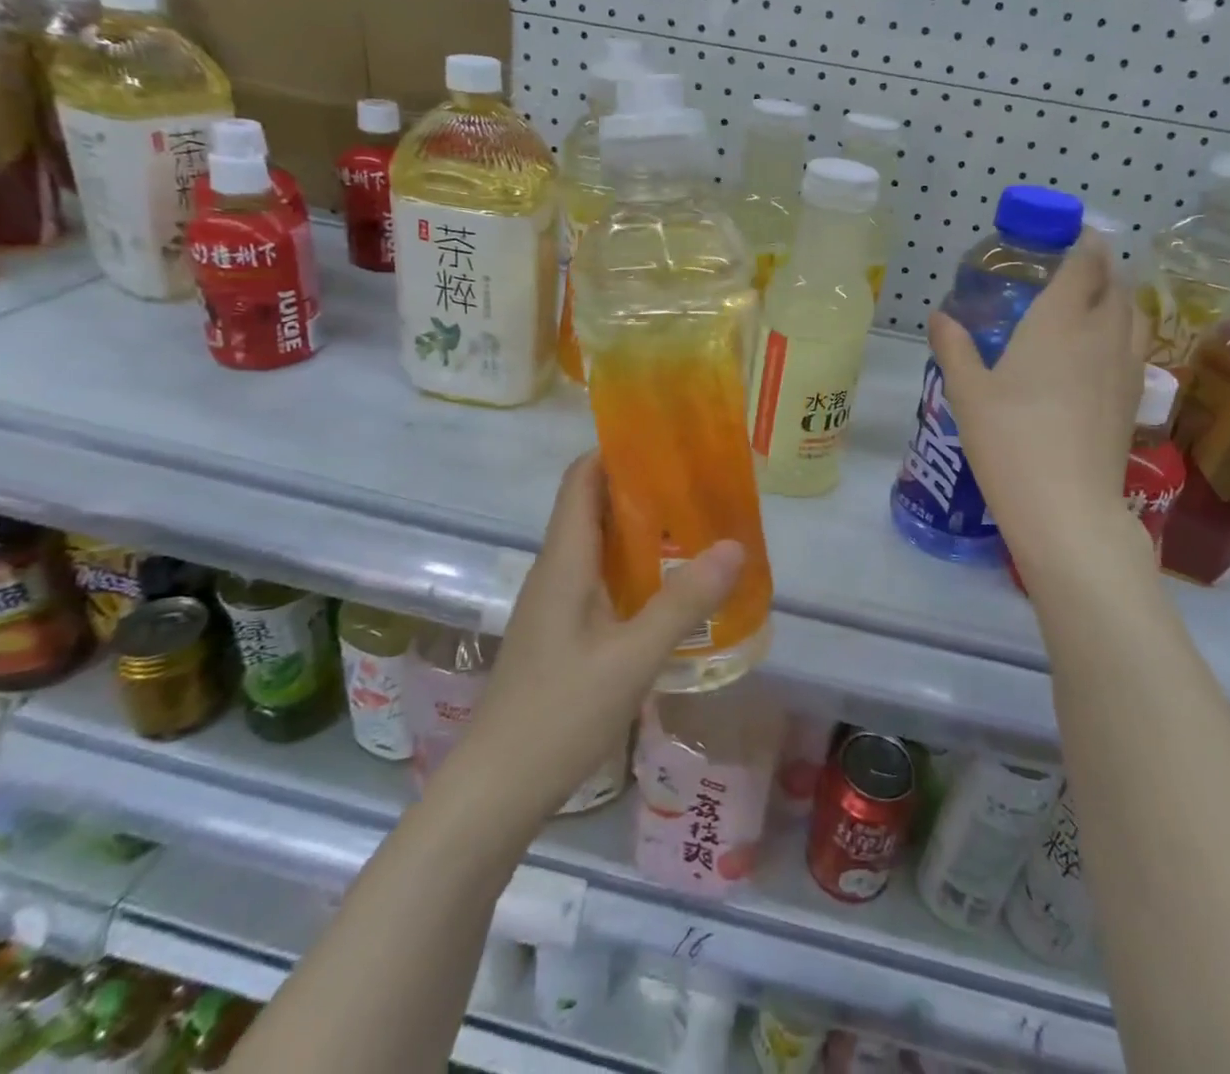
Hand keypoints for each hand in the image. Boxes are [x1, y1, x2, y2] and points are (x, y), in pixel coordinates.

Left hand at [453, 453, 742, 827]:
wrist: (494, 790)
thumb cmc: (558, 715)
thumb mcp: (632, 657)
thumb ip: (684, 601)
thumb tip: (734, 544)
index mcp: (564, 561)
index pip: (582, 479)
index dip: (616, 450)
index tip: (666, 439)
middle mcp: (554, 571)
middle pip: (591, 506)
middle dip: (639, 486)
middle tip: (697, 481)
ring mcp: (554, 603)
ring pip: (596, 544)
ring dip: (638, 528)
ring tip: (694, 524)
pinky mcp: (559, 632)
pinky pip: (597, 578)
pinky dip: (631, 567)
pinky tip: (666, 587)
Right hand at [929, 238, 1147, 569]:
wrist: (1065, 504)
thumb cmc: (1008, 439)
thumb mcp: (967, 391)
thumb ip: (954, 347)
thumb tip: (939, 316)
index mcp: (1059, 321)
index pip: (1084, 264)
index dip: (1083, 243)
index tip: (1073, 234)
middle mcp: (1101, 334)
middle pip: (1116, 283)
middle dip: (1101, 266)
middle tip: (1075, 267)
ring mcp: (1126, 366)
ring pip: (1134, 313)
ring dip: (1118, 296)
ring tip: (1094, 301)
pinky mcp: (1135, 397)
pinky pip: (1137, 345)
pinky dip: (1124, 330)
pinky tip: (1101, 350)